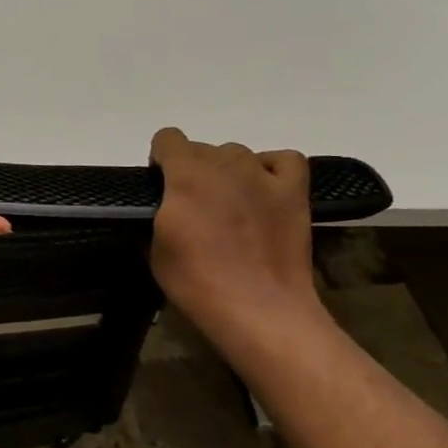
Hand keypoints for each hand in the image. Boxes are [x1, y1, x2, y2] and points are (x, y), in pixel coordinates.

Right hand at [147, 127, 325, 349]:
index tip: (161, 187)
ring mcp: (263, 176)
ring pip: (238, 153)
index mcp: (185, 175)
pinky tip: (263, 188)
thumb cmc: (197, 281)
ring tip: (230, 203)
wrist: (259, 309)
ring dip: (227, 171)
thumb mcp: (154, 247)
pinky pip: (284, 160)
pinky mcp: (293, 193)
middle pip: (202, 148)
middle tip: (193, 206)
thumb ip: (156, 213)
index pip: (167, 138)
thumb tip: (161, 207)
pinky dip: (271, 167)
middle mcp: (224, 165)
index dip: (160, 160)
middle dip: (192, 169)